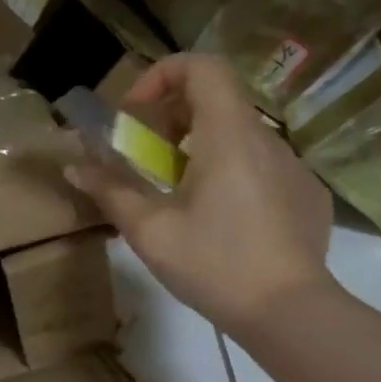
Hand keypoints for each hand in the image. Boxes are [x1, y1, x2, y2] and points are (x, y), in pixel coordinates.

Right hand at [66, 54, 335, 334]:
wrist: (292, 315)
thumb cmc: (214, 264)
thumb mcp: (149, 230)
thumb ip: (109, 190)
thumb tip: (73, 167)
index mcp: (228, 136)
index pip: (203, 66)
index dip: (162, 75)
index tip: (136, 113)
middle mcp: (267, 140)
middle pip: (218, 98)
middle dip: (172, 116)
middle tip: (148, 156)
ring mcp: (294, 167)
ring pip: (239, 134)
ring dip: (200, 146)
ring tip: (178, 191)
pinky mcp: (307, 195)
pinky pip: (262, 165)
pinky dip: (231, 172)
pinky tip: (220, 219)